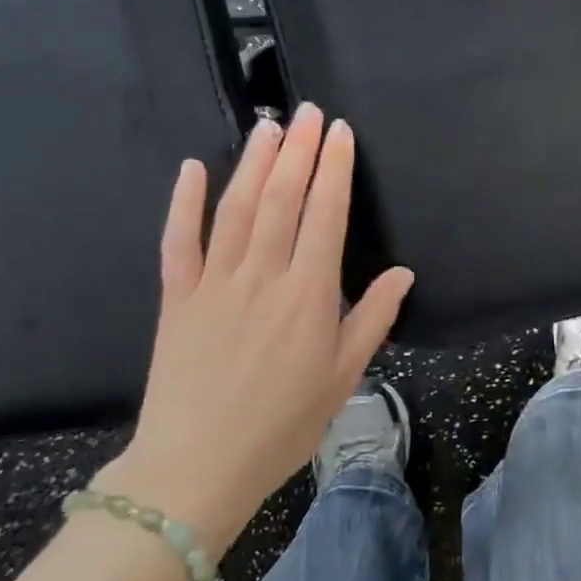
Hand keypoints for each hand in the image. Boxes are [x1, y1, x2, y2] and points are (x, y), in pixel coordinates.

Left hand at [97, 104, 414, 550]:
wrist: (196, 470)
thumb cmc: (283, 424)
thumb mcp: (343, 376)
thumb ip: (373, 318)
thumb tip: (403, 273)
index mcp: (308, 294)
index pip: (326, 214)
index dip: (334, 168)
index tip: (340, 132)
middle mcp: (263, 276)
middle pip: (282, 198)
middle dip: (298, 150)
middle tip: (308, 111)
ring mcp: (214, 283)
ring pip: (236, 208)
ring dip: (254, 162)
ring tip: (269, 125)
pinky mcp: (177, 298)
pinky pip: (178, 241)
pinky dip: (184, 202)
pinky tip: (193, 168)